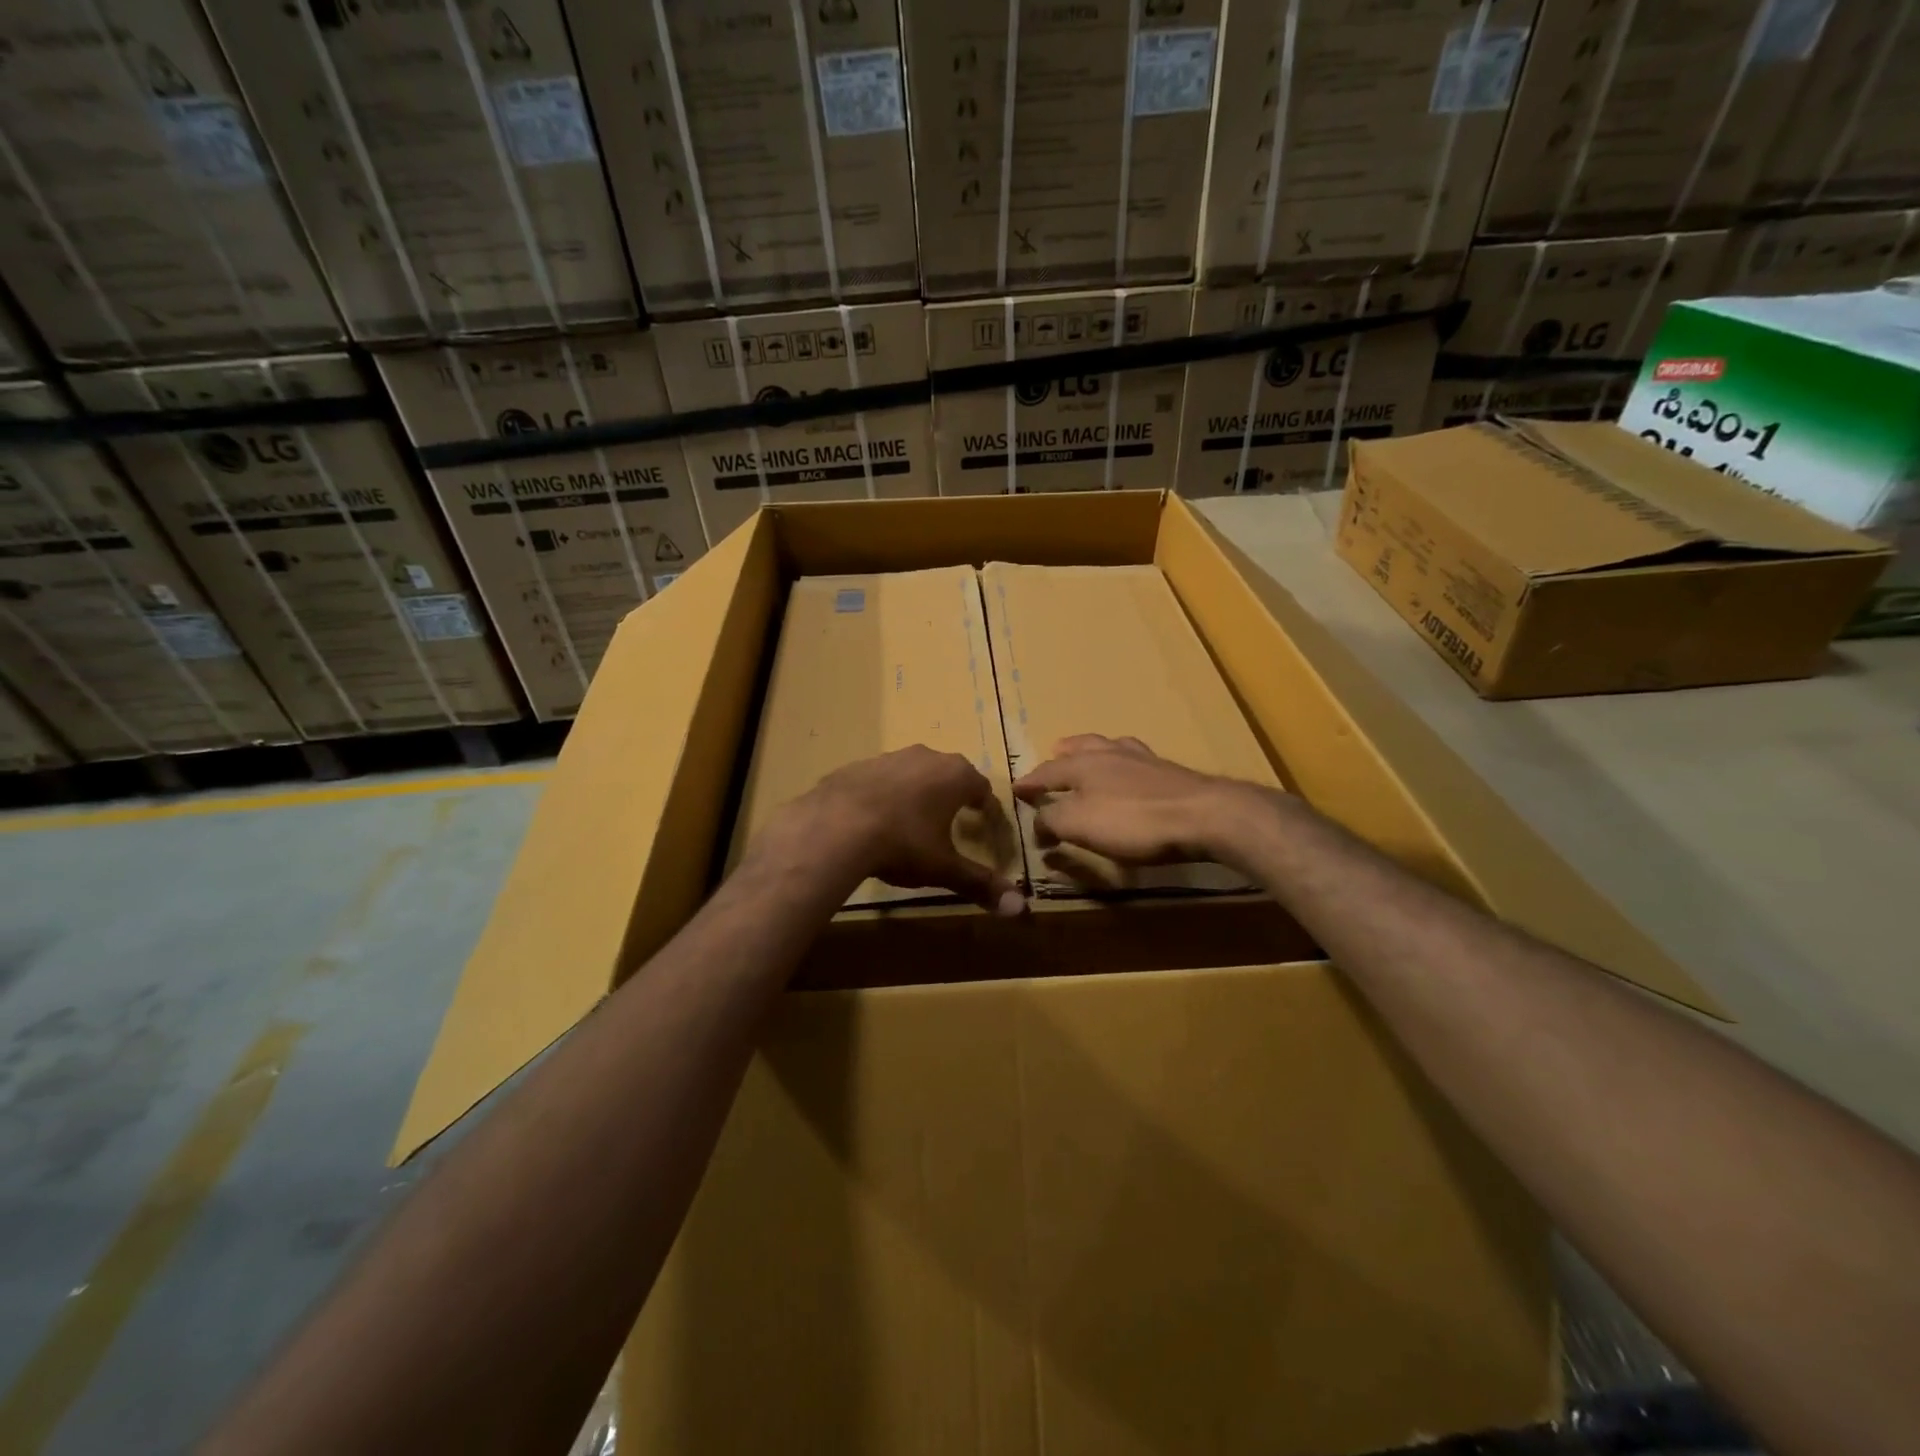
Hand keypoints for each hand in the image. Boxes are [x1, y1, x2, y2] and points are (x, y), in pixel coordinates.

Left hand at [760, 746, 1024, 914]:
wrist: (835, 827)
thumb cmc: (902, 844)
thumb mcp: (943, 868)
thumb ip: (980, 884)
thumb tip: (1021, 908)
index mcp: (955, 776)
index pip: (981, 787)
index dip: (985, 806)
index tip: (985, 821)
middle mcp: (926, 757)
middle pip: (948, 773)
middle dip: (952, 794)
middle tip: (951, 818)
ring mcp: (889, 757)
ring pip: (913, 772)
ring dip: (917, 791)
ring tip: (911, 820)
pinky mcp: (858, 765)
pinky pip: (880, 779)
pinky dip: (884, 794)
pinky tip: (874, 819)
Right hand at [1012, 734, 1273, 868]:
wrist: (1203, 815)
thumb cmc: (1134, 821)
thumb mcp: (1080, 825)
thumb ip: (1052, 820)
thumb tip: (1037, 822)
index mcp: (1083, 764)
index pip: (1047, 772)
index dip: (1030, 782)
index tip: (1016, 789)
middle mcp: (1110, 754)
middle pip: (1081, 747)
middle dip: (1063, 754)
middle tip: (1054, 753)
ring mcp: (1143, 760)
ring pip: (1111, 747)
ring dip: (1094, 751)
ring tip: (1090, 755)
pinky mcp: (1170, 771)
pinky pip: (1137, 760)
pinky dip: (1125, 762)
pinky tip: (1132, 771)